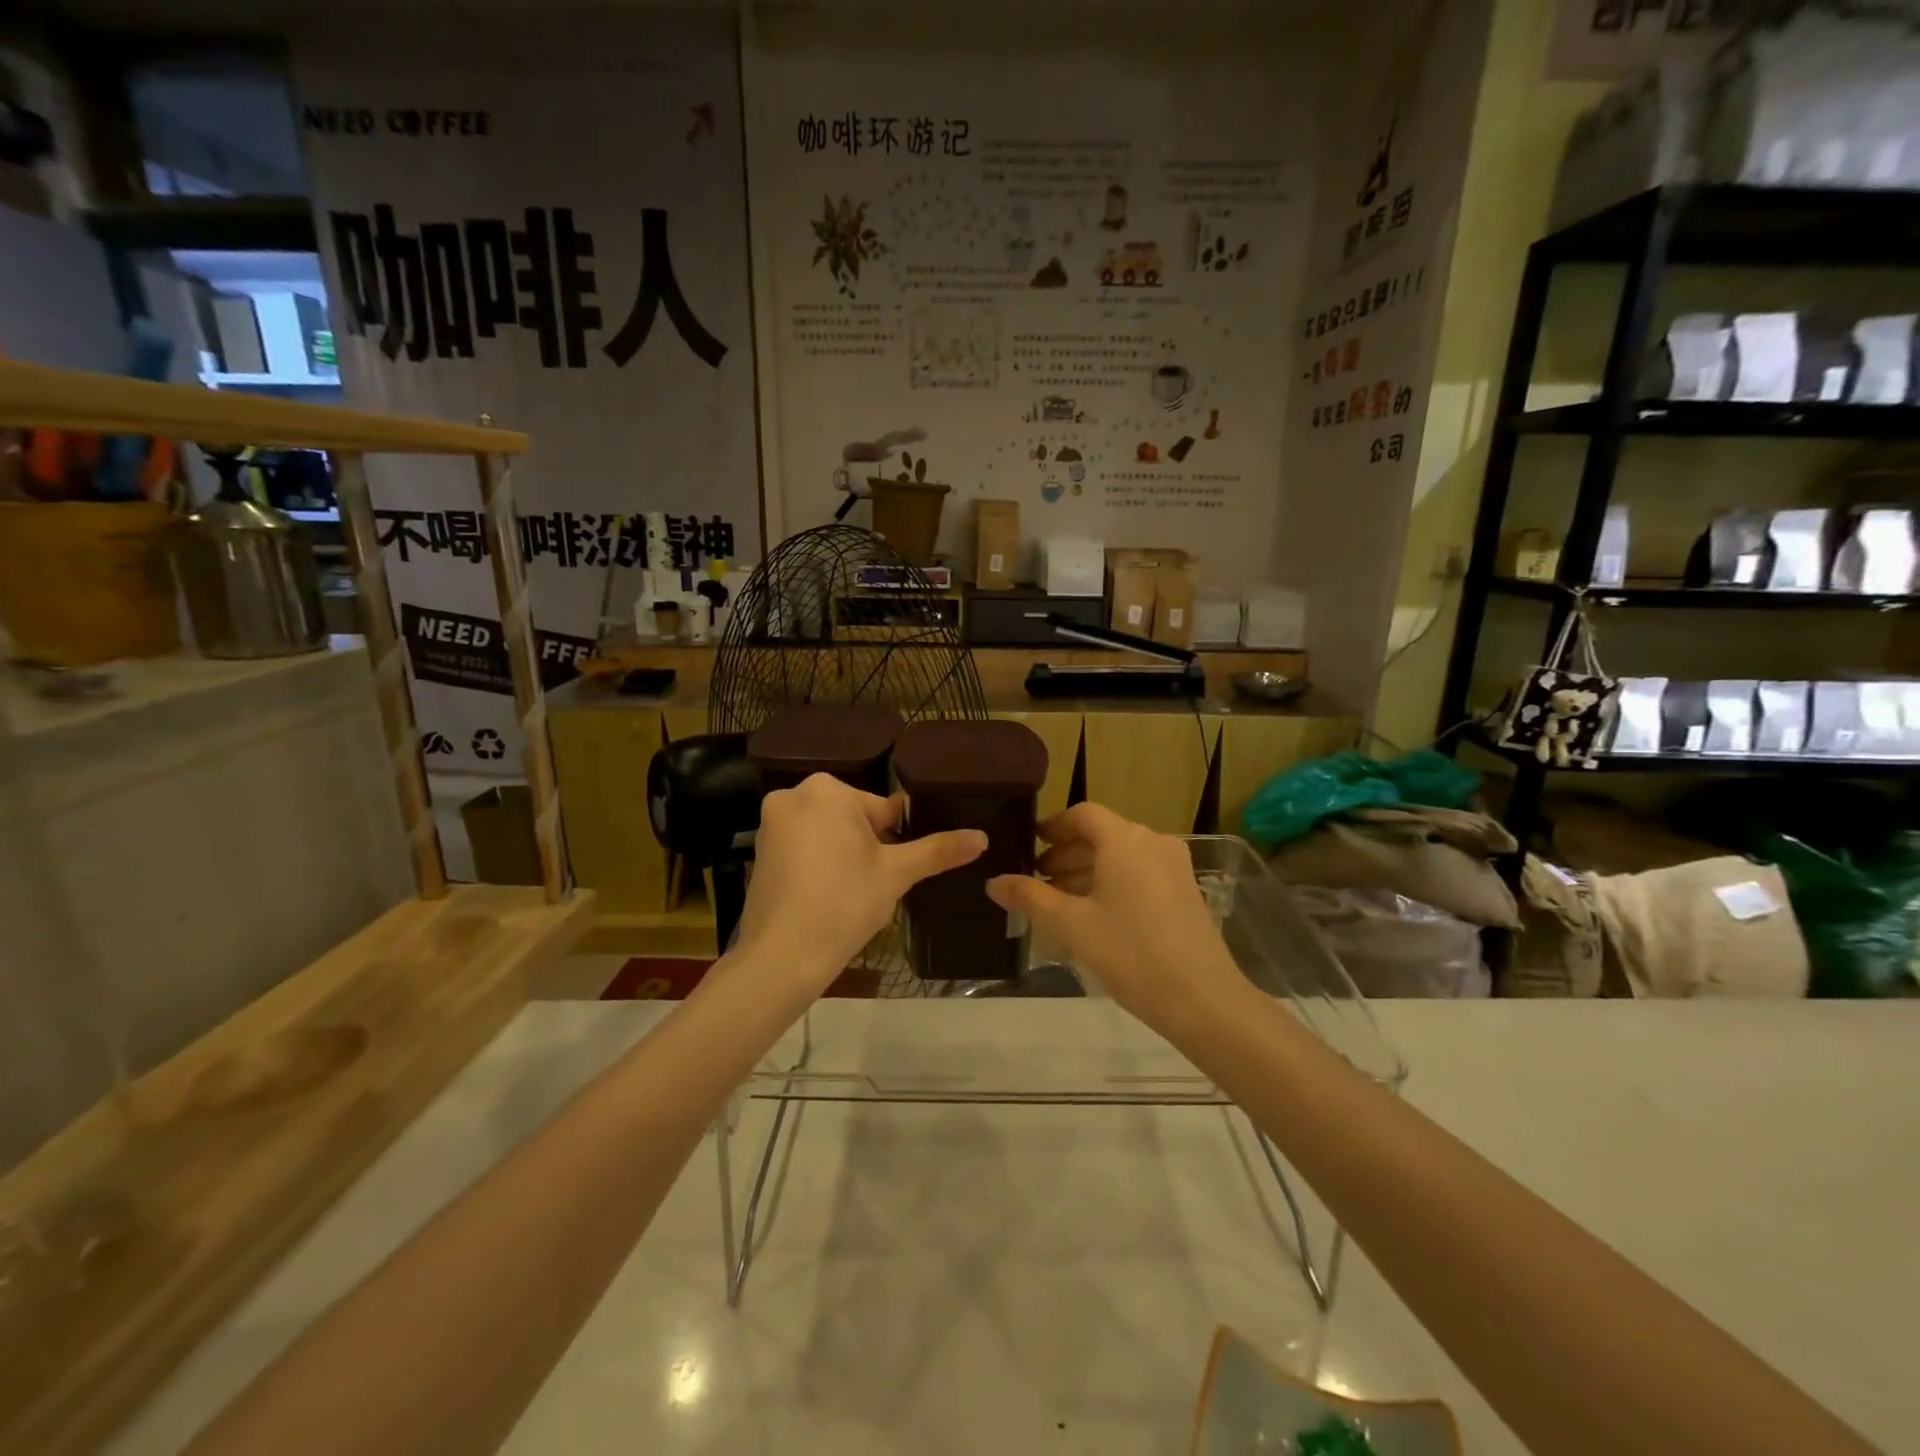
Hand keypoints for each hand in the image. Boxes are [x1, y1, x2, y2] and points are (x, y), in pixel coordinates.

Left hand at [734, 773, 985, 987]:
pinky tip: (828, 899)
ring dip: (845, 857)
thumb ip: (939, 850)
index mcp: (828, 789)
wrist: (783, 955)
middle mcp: (793, 795)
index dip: (898, 840)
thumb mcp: (898, 873)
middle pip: (853, 819)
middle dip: (870, 848)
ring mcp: (771, 824)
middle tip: (876, 886)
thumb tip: (983, 837)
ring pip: (828, 835)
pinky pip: (803, 850)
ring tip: (854, 896)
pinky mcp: (759, 852)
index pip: (883, 809)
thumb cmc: (845, 901)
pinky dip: (819, 867)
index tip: (898, 870)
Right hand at [986, 803, 1242, 1031]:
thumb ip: (1030, 898)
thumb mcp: (1072, 925)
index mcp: (1125, 840)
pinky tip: (1093, 914)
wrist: (1202, 999)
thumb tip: (994, 882)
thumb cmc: (1130, 953)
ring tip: (1059, 900)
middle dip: (1066, 853)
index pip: (1083, 815)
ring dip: (1087, 870)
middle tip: (1036, 879)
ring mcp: (1173, 866)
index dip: (1052, 827)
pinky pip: (1139, 872)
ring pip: (1121, 855)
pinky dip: (1112, 882)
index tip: (1028, 845)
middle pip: (1102, 834)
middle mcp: (1153, 842)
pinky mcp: (1184, 890)